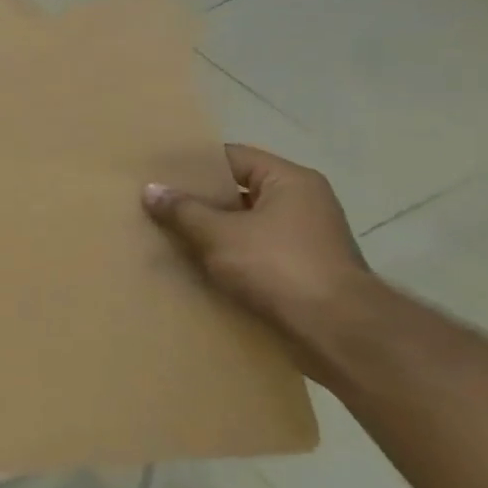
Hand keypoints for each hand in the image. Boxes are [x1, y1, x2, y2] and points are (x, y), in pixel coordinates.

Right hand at [142, 144, 374, 333]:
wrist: (336, 330)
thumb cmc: (277, 265)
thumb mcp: (218, 233)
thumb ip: (182, 210)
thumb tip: (151, 189)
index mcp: (290, 181)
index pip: (233, 157)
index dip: (194, 164)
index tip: (158, 171)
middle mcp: (303, 203)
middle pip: (238, 191)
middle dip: (198, 200)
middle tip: (155, 203)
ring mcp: (304, 238)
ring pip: (243, 224)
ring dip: (209, 230)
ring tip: (167, 233)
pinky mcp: (300, 269)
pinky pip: (252, 251)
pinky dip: (225, 254)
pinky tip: (193, 263)